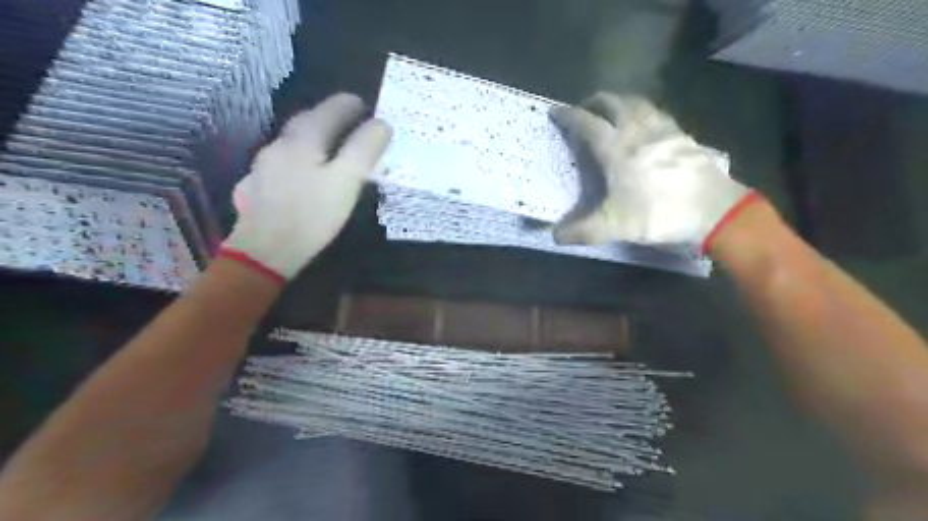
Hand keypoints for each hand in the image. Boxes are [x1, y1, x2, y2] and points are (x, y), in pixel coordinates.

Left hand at [223, 91, 391, 279]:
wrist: (265, 251)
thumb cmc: (312, 215)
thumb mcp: (347, 181)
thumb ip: (364, 149)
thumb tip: (382, 124)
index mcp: (304, 139)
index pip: (331, 109)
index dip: (351, 105)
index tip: (366, 106)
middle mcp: (280, 144)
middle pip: (307, 120)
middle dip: (330, 116)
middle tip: (350, 124)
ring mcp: (264, 165)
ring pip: (292, 141)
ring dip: (314, 137)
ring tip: (331, 149)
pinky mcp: (257, 185)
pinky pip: (282, 161)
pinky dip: (299, 159)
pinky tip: (304, 175)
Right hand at [549, 92, 761, 252]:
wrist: (713, 209)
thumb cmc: (658, 212)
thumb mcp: (615, 227)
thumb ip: (582, 231)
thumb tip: (555, 237)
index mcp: (616, 149)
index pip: (587, 123)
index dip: (568, 116)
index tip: (555, 112)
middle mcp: (637, 131)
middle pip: (612, 103)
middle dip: (594, 102)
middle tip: (584, 109)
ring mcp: (663, 129)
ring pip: (637, 103)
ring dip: (619, 101)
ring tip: (611, 111)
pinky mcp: (682, 134)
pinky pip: (656, 112)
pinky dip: (642, 110)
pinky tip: (645, 123)